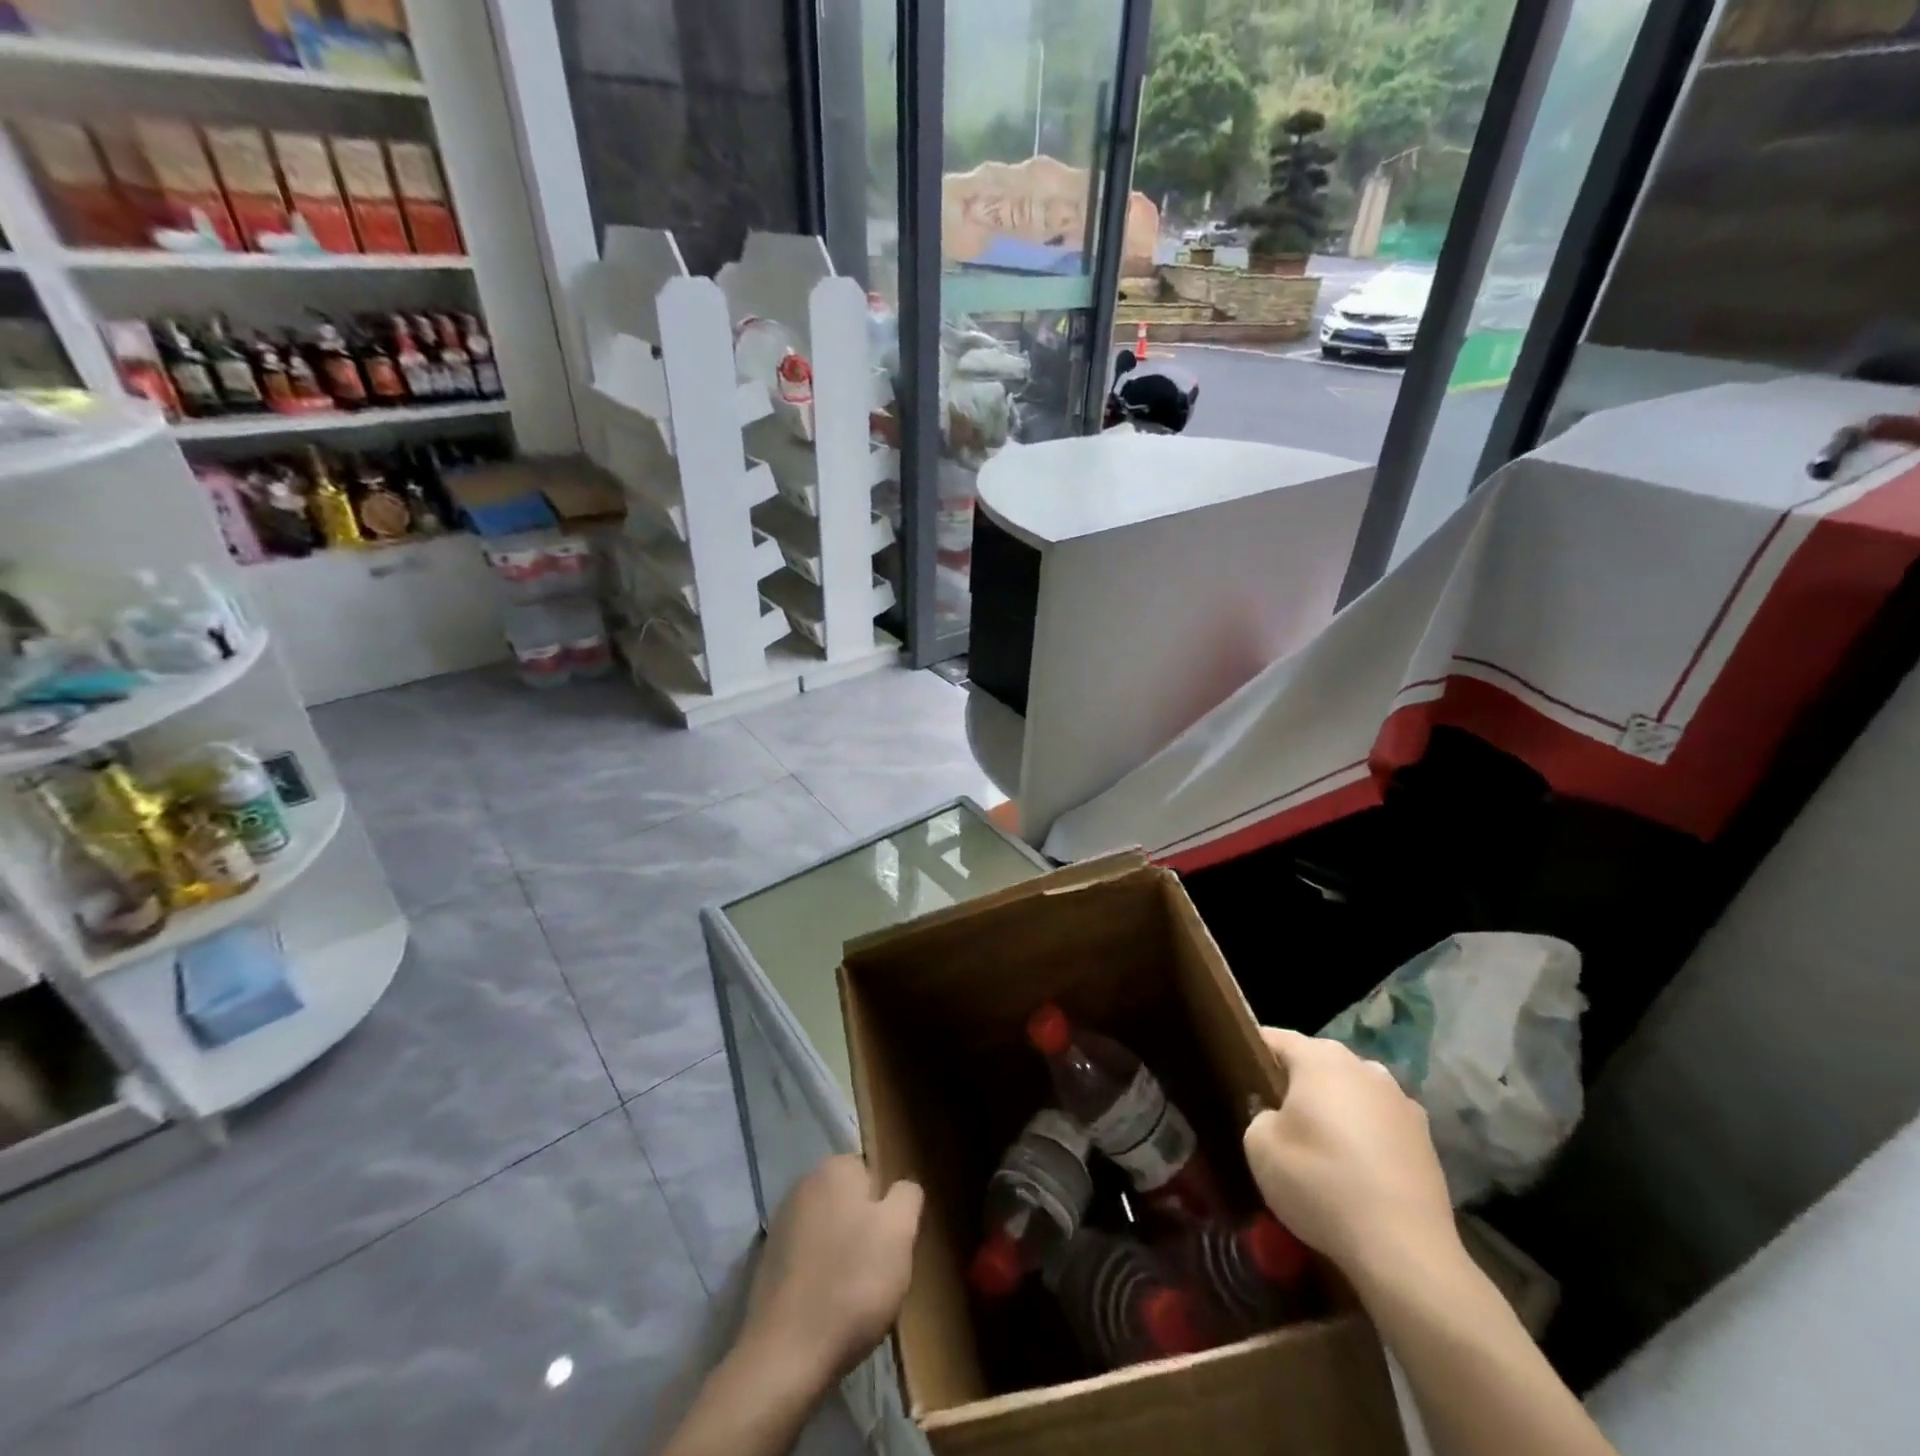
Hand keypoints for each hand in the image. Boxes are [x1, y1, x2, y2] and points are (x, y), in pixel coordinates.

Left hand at [741, 1155, 923, 1390]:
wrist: (785, 1356)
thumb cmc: (852, 1283)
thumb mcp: (900, 1232)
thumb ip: (907, 1196)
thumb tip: (902, 1188)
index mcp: (834, 1168)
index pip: (874, 1173)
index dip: (888, 1208)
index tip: (894, 1242)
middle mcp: (803, 1185)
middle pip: (851, 1203)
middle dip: (866, 1231)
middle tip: (880, 1271)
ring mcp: (781, 1225)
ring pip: (831, 1232)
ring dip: (844, 1256)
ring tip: (855, 1296)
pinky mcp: (768, 1264)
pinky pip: (809, 1261)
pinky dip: (821, 1277)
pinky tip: (828, 1308)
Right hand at [1244, 1028, 1458, 1287]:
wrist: (1405, 1251)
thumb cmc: (1321, 1184)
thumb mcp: (1259, 1147)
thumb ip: (1259, 1115)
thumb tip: (1275, 1114)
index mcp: (1320, 1058)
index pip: (1275, 1038)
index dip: (1252, 1053)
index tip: (1239, 1077)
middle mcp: (1363, 1066)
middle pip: (1317, 1063)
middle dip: (1295, 1083)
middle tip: (1276, 1118)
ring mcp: (1400, 1100)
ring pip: (1352, 1091)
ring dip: (1334, 1108)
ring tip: (1320, 1147)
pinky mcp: (1425, 1138)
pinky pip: (1380, 1123)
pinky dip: (1365, 1136)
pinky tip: (1356, 1171)